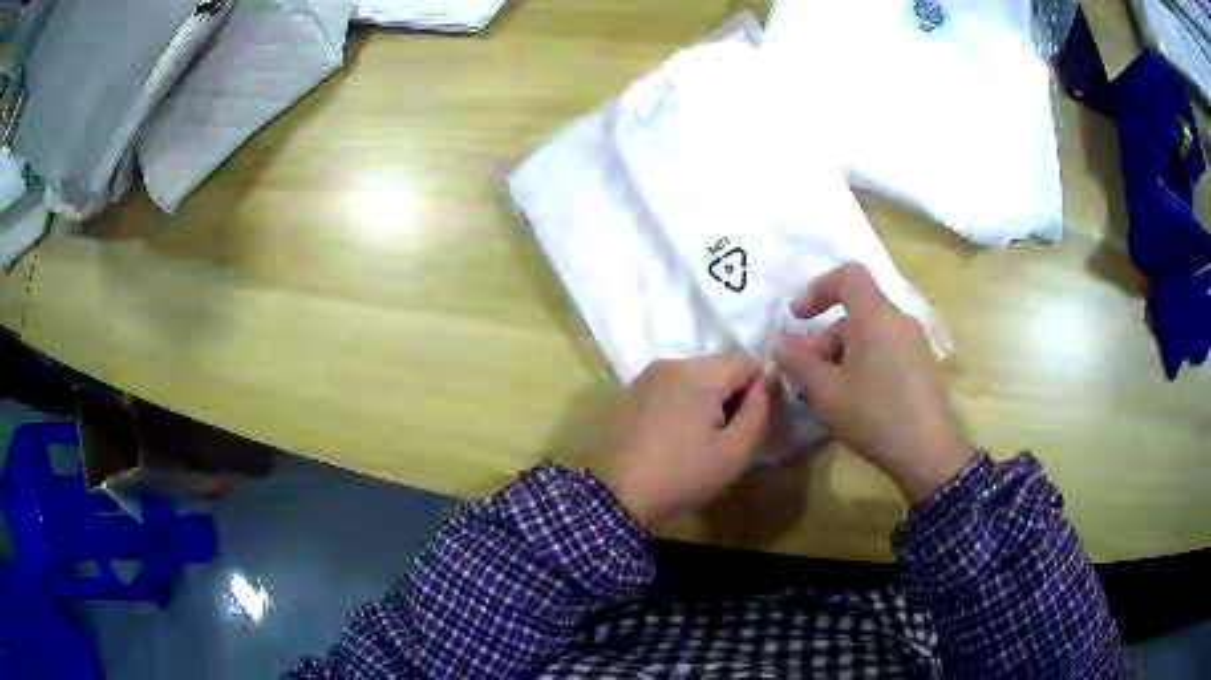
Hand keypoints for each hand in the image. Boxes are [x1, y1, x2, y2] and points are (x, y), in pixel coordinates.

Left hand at [592, 355, 773, 528]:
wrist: (616, 496)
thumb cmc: (682, 475)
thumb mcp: (734, 451)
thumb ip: (759, 411)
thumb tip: (768, 383)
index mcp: (698, 373)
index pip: (746, 362)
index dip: (760, 390)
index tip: (755, 422)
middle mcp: (671, 363)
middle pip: (718, 368)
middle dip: (731, 395)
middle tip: (729, 435)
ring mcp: (645, 377)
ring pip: (693, 377)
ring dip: (706, 400)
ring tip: (701, 439)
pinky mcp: (629, 393)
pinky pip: (669, 388)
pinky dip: (681, 404)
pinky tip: (675, 437)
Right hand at [771, 262, 972, 503]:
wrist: (928, 454)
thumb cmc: (874, 416)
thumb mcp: (825, 392)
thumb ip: (797, 360)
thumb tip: (780, 339)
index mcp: (877, 317)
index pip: (848, 275)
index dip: (818, 289)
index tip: (798, 318)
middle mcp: (900, 320)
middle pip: (855, 314)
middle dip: (825, 341)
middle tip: (808, 379)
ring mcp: (915, 342)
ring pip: (870, 335)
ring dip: (843, 357)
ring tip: (830, 396)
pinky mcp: (923, 364)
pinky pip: (886, 350)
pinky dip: (865, 364)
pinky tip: (858, 401)